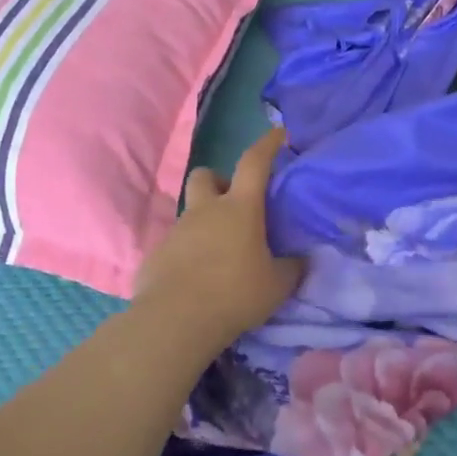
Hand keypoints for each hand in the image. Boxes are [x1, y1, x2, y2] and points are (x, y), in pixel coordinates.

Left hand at [134, 128, 304, 343]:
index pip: (254, 162)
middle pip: (206, 175)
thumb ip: (291, 267)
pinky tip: (197, 278)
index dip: (267, 145)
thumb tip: (300, 260)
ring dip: (205, 222)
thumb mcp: (277, 285)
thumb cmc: (235, 294)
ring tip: (220, 253)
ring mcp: (177, 231)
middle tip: (235, 206)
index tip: (277, 134)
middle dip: (220, 182)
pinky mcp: (156, 254)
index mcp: (240, 208)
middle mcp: (205, 211)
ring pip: (190, 212)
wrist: (176, 321)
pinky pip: (176, 244)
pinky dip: (188, 253)